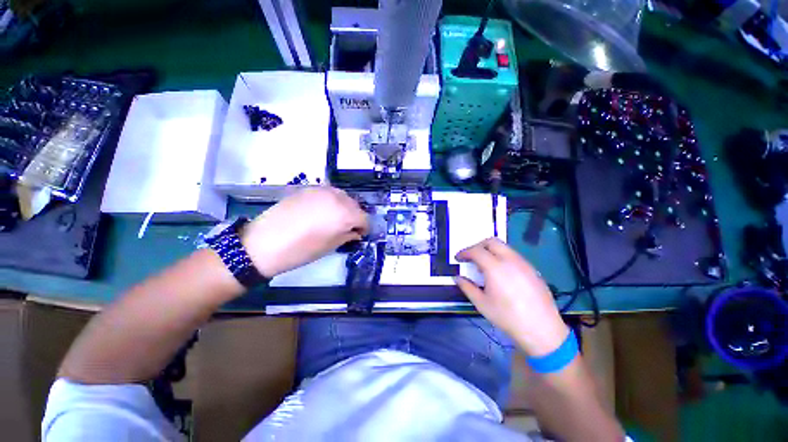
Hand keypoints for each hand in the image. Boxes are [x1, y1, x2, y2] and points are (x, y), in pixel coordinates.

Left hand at [241, 187, 368, 277]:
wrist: (263, 243)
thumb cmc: (301, 250)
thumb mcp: (330, 246)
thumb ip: (348, 236)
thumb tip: (355, 232)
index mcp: (345, 214)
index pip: (364, 218)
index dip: (363, 228)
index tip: (358, 235)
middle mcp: (336, 198)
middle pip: (355, 205)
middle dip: (354, 217)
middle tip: (347, 228)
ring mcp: (321, 190)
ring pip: (342, 196)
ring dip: (344, 207)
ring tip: (334, 219)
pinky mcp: (308, 188)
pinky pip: (328, 193)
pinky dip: (331, 201)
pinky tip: (321, 211)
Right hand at [455, 238, 568, 356]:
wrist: (542, 330)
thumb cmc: (507, 317)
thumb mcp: (482, 304)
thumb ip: (467, 287)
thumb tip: (457, 278)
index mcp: (495, 267)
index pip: (476, 251)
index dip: (464, 252)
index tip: (458, 258)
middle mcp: (510, 260)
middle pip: (491, 241)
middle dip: (478, 246)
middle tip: (471, 257)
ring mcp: (523, 263)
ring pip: (504, 247)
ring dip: (491, 251)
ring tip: (485, 267)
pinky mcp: (532, 269)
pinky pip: (514, 256)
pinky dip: (502, 257)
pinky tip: (501, 274)